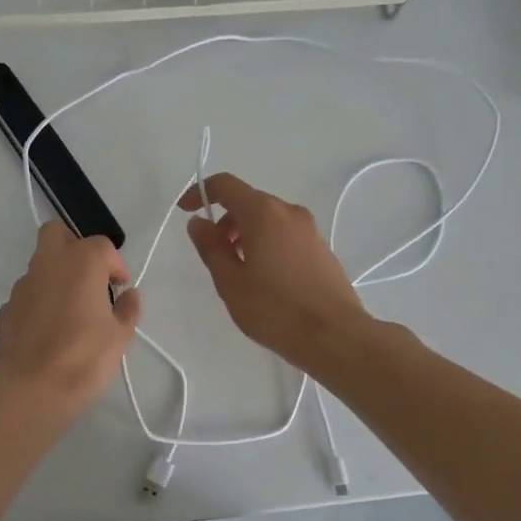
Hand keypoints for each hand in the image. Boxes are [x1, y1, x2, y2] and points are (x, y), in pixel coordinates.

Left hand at [0, 222, 141, 420]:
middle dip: (74, 246)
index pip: (102, 245)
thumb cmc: (84, 357)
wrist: (31, 389)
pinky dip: (40, 301)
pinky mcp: (6, 308)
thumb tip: (128, 295)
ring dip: (56, 276)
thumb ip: (128, 309)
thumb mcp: (120, 336)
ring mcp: (23, 285)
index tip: (120, 288)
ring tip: (71, 310)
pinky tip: (49, 330)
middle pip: (57, 233)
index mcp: (81, 262)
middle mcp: (49, 264)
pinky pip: (28, 294)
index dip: (115, 264)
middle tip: (89, 277)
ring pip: (40, 264)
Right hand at [179, 172, 369, 370]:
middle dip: (224, 221)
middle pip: (247, 202)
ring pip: (267, 219)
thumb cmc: (275, 310)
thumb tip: (198, 223)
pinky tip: (264, 278)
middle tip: (214, 255)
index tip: (185, 212)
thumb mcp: (231, 283)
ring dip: (245, 234)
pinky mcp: (320, 247)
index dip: (200, 193)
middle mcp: (289, 211)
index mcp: (263, 213)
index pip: (226, 185)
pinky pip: (284, 233)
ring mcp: (309, 229)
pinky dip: (266, 243)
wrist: (335, 336)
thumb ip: (211, 248)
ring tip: (238, 272)